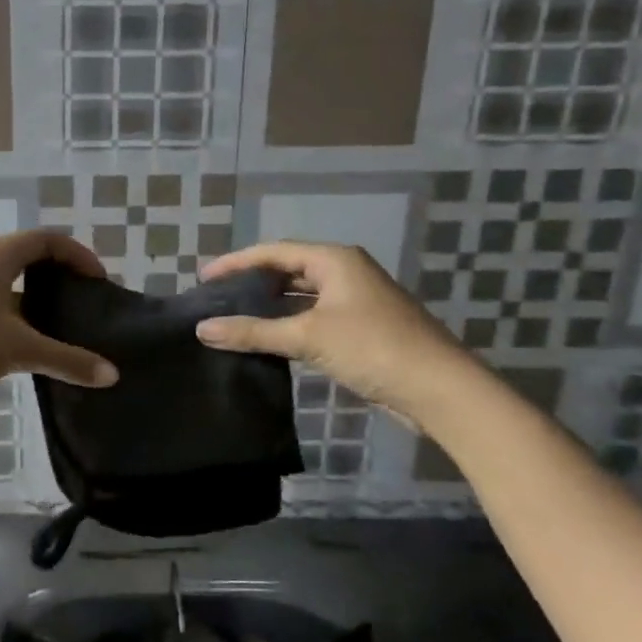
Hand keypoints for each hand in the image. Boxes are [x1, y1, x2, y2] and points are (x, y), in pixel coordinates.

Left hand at [0, 231, 118, 407]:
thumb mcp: (19, 350)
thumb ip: (68, 360)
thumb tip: (111, 374)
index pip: (48, 239)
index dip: (79, 256)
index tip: (99, 282)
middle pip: (27, 253)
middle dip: (58, 273)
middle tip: (82, 299)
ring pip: (5, 276)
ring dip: (34, 293)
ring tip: (56, 322)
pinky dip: (12, 307)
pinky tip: (19, 338)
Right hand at [195, 241, 473, 426]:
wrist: (439, 390)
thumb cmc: (372, 348)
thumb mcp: (308, 336)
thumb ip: (253, 332)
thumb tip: (203, 329)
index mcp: (334, 260)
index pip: (274, 252)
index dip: (236, 263)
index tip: (204, 277)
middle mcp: (344, 273)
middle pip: (287, 271)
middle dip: (251, 284)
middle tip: (215, 299)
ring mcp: (353, 302)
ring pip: (299, 298)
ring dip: (269, 308)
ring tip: (232, 319)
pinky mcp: (358, 330)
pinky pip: (311, 319)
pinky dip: (287, 327)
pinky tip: (265, 341)